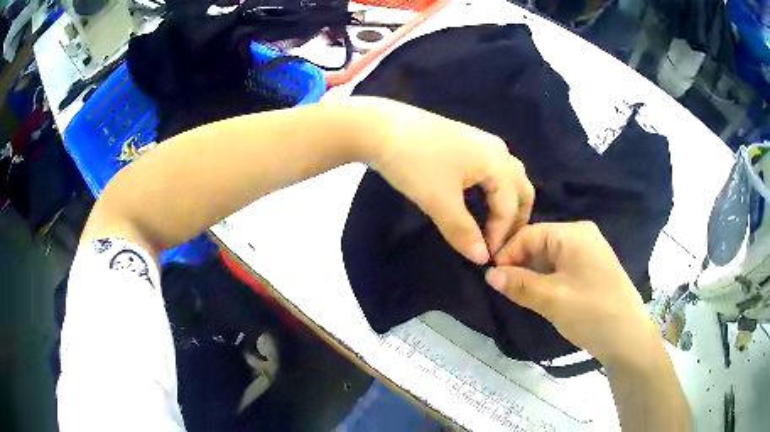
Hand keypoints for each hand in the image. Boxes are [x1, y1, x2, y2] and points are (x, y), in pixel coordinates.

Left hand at [360, 97, 534, 263]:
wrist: (380, 127)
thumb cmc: (414, 164)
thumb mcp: (439, 201)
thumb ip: (463, 232)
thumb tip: (482, 259)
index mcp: (497, 162)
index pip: (510, 206)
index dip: (501, 235)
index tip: (487, 257)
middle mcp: (498, 149)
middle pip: (521, 188)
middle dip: (517, 218)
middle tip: (502, 243)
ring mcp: (482, 141)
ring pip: (509, 177)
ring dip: (509, 203)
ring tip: (495, 226)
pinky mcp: (467, 140)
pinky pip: (494, 169)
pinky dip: (496, 189)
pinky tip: (481, 199)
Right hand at [485, 221, 661, 366]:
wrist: (628, 336)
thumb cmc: (591, 312)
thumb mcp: (551, 299)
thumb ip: (518, 284)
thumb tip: (489, 274)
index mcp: (573, 233)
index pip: (529, 234)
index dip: (507, 254)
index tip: (492, 279)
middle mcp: (582, 235)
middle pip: (540, 243)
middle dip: (520, 265)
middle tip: (505, 290)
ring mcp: (590, 252)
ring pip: (550, 257)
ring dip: (533, 274)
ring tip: (520, 295)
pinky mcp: (593, 268)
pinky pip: (563, 267)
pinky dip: (548, 279)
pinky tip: (542, 296)